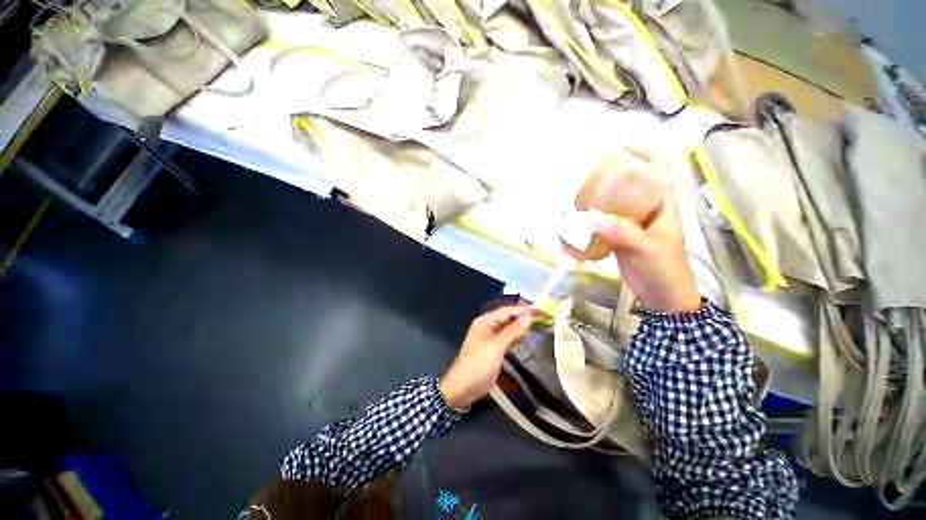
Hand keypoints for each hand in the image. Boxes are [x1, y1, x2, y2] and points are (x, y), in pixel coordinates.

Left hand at [439, 306, 535, 408]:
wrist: (462, 389)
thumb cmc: (478, 365)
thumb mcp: (496, 347)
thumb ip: (512, 331)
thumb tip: (528, 316)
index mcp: (485, 322)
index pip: (506, 311)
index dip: (522, 310)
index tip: (540, 310)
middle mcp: (487, 326)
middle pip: (507, 317)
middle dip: (522, 316)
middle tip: (542, 316)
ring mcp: (490, 338)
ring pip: (508, 327)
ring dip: (520, 325)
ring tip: (538, 324)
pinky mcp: (493, 349)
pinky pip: (507, 337)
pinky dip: (516, 336)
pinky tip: (526, 336)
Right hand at [590, 154, 700, 312]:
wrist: (661, 296)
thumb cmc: (663, 269)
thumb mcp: (646, 249)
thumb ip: (622, 233)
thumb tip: (592, 218)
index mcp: (662, 204)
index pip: (656, 170)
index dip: (641, 154)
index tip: (618, 147)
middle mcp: (645, 209)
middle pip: (627, 186)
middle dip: (608, 178)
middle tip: (585, 176)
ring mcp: (630, 223)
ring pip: (612, 205)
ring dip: (594, 201)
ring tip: (575, 199)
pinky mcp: (618, 237)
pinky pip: (602, 223)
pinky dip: (589, 222)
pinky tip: (575, 223)